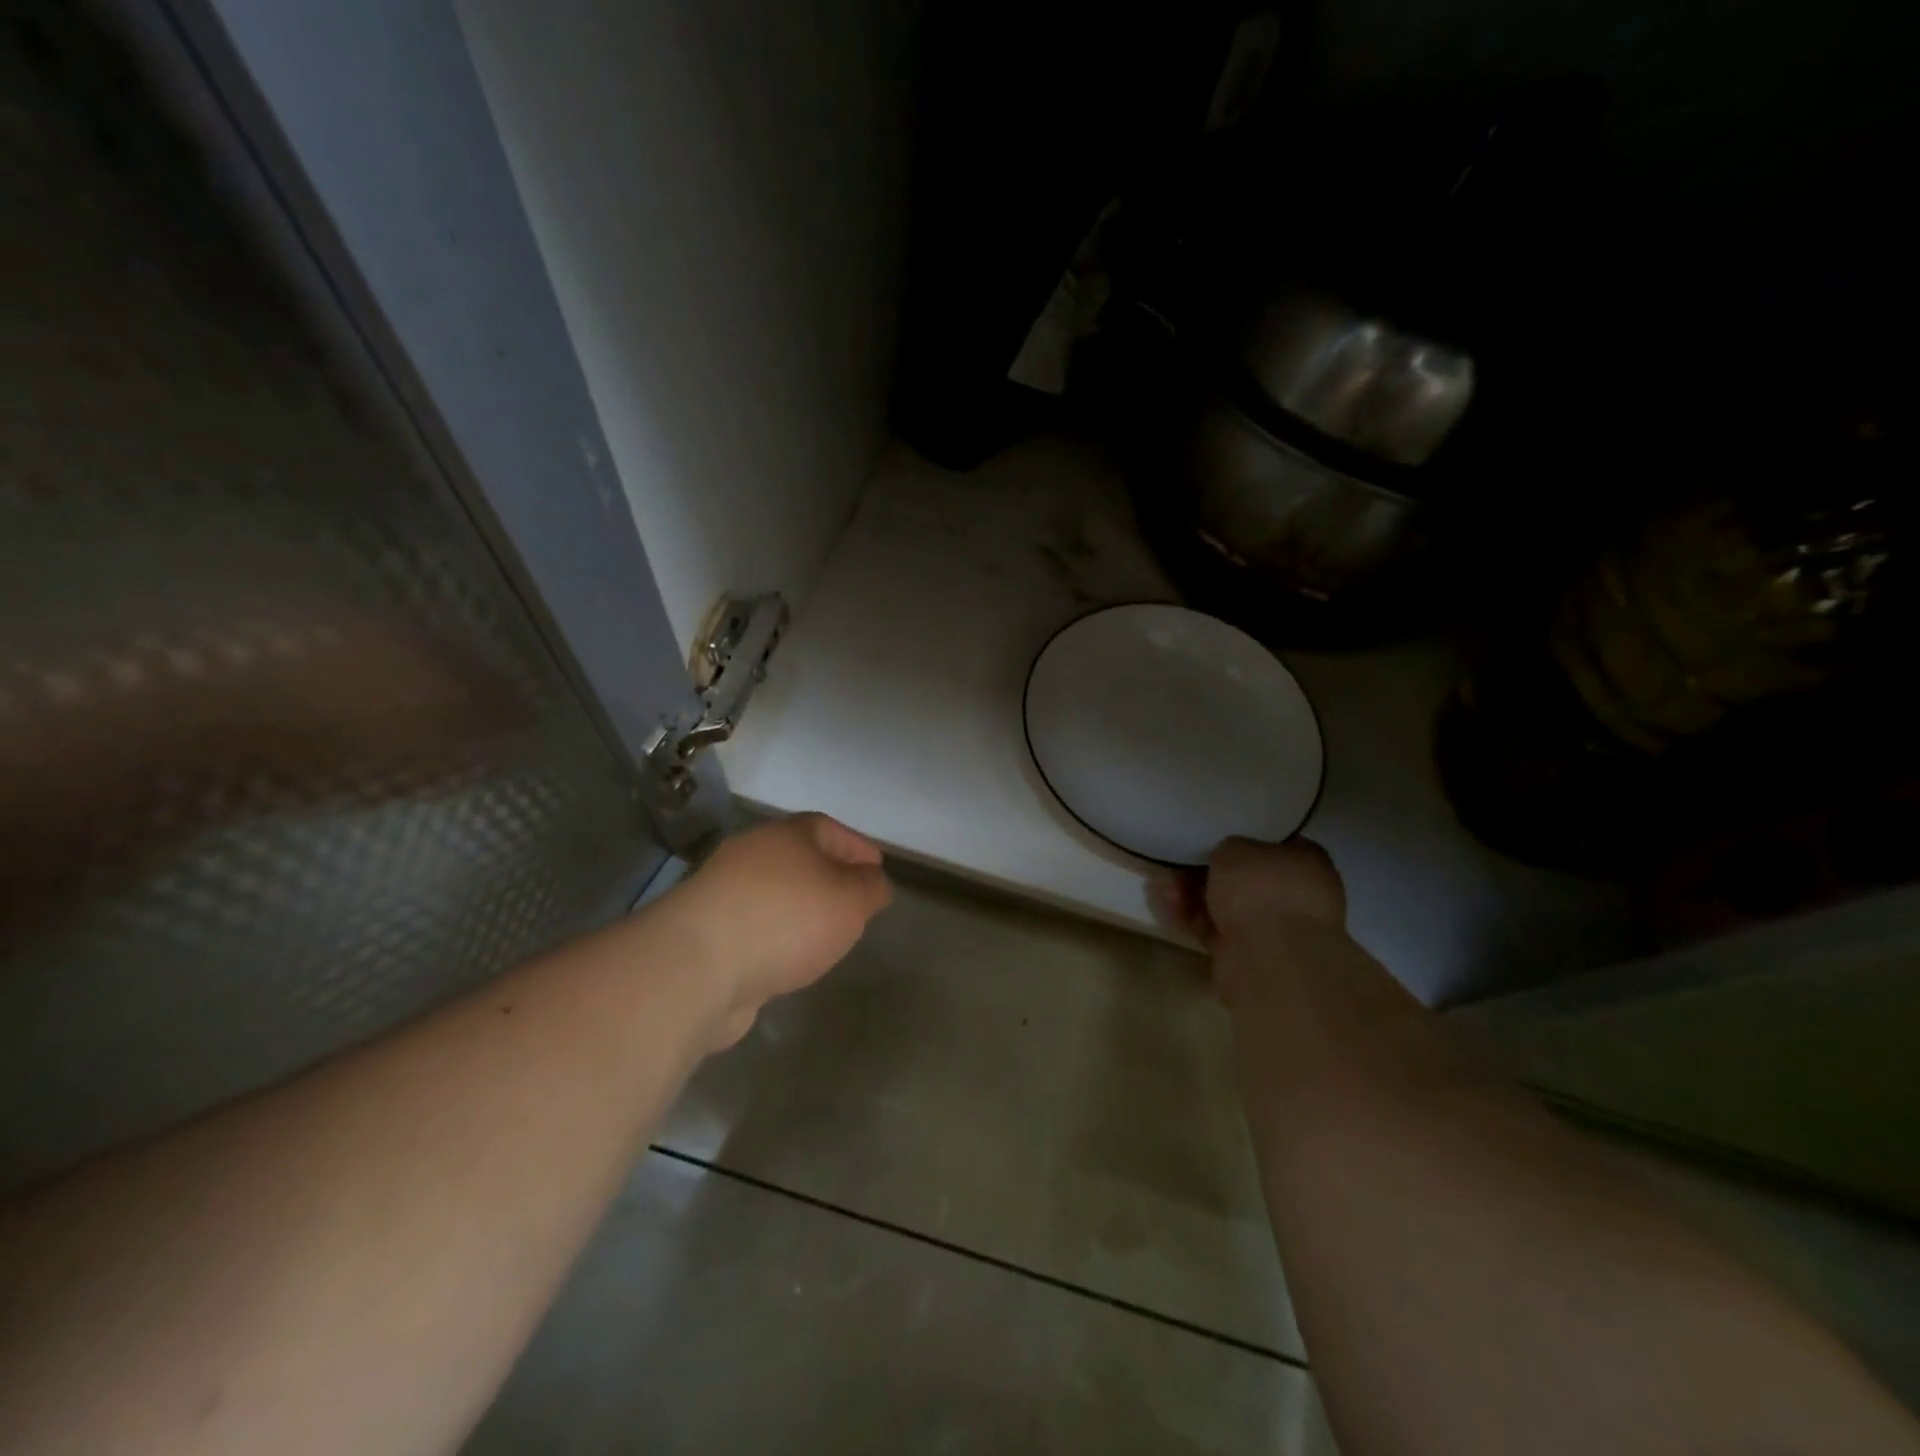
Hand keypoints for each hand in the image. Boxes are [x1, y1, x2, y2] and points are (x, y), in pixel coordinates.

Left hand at [660, 813, 891, 1047]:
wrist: (699, 966)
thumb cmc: (787, 919)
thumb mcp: (851, 901)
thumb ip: (871, 888)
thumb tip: (873, 881)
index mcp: (786, 836)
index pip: (829, 828)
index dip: (856, 846)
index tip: (877, 867)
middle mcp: (751, 854)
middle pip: (797, 858)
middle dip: (827, 876)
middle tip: (853, 902)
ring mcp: (722, 892)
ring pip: (774, 892)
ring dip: (799, 909)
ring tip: (824, 935)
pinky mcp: (704, 931)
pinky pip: (753, 925)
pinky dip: (775, 936)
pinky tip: (788, 958)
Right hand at [1153, 837, 1345, 1002]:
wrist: (1269, 958)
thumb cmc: (1262, 888)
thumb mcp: (1235, 847)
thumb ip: (1228, 848)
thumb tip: (1226, 858)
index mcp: (1308, 862)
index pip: (1272, 845)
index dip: (1239, 841)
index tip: (1209, 839)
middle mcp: (1296, 896)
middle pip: (1242, 879)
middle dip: (1205, 872)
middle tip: (1176, 863)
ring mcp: (1272, 930)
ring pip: (1224, 905)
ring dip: (1191, 894)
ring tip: (1163, 884)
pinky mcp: (1245, 956)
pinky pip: (1213, 929)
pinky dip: (1190, 918)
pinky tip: (1168, 906)